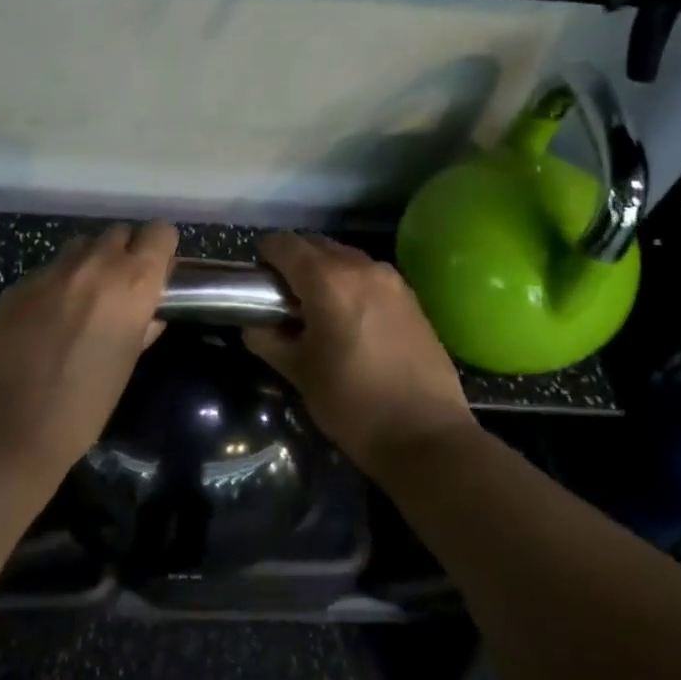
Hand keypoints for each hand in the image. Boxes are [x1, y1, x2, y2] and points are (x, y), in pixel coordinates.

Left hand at [0, 222, 179, 477]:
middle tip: (118, 290)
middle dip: (123, 254)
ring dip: (87, 264)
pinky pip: (45, 273)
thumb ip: (141, 328)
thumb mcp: (125, 366)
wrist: (8, 428)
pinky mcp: (15, 285)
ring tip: (80, 302)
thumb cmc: (83, 408)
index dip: (160, 249)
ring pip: (79, 247)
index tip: (156, 272)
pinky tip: (42, 323)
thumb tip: (148, 314)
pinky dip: (52, 287)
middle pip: (118, 233)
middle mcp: (93, 265)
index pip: (159, 233)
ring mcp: (49, 272)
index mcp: (131, 284)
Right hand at [244, 232, 479, 477]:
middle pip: (314, 244)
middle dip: (293, 263)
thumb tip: (254, 325)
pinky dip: (350, 284)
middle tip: (283, 301)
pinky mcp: (412, 297)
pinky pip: (368, 275)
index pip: (282, 244)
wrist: (426, 435)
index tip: (258, 287)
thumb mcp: (298, 372)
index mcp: (327, 280)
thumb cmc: (353, 404)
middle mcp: (361, 266)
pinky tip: (349, 321)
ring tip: (317, 312)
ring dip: (323, 272)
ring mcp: (392, 279)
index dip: (263, 259)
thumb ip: (268, 339)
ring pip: (344, 257)